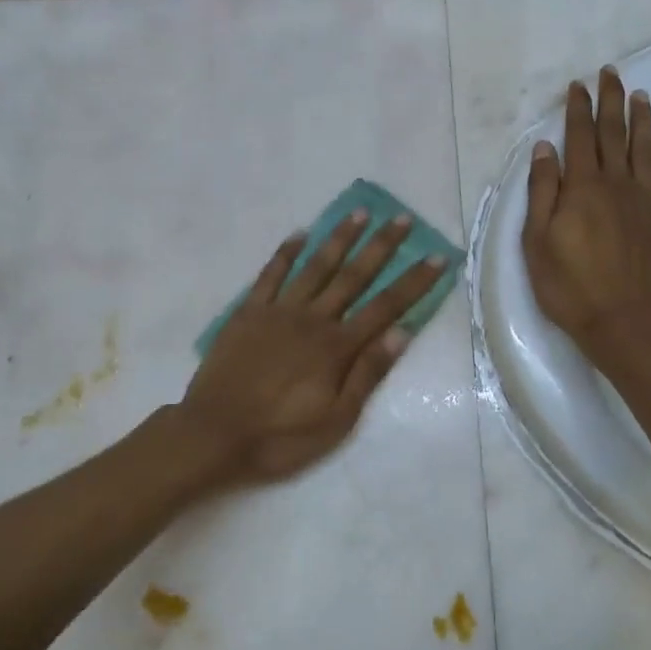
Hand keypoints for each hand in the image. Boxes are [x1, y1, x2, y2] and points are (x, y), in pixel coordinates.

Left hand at [183, 209, 445, 484]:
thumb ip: (368, 373)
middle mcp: (312, 319)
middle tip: (400, 218)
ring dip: (339, 238)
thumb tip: (402, 332)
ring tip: (359, 213)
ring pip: (315, 266)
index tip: (437, 256)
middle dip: (381, 246)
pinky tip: (300, 235)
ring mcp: (278, 311)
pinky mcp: (248, 312)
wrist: (214, 434)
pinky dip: (286, 253)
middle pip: (353, 276)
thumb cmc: (280, 436)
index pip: (385, 307)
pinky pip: (270, 274)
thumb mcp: (336, 419)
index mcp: (337, 347)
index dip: (414, 281)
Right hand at [523, 67, 650, 353]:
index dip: (577, 108)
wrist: (622, 321)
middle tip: (610, 73)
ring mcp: (645, 201)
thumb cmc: (568, 285)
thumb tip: (545, 149)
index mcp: (582, 188)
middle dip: (610, 101)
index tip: (578, 84)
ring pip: (645, 149)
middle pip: (614, 134)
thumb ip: (542, 191)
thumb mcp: (537, 240)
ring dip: (642, 120)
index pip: (579, 137)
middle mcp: (617, 185)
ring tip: (640, 95)